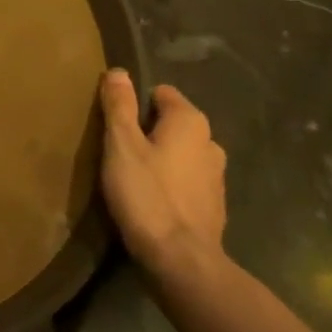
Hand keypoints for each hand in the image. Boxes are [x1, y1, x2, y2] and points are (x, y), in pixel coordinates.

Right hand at [99, 74, 226, 278]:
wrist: (181, 259)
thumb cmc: (146, 194)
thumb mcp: (121, 145)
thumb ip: (120, 106)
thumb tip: (119, 72)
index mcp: (190, 121)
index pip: (161, 93)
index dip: (135, 105)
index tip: (115, 126)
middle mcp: (210, 142)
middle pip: (172, 123)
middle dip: (148, 132)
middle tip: (119, 152)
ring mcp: (216, 175)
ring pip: (181, 153)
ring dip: (161, 159)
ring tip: (133, 178)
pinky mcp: (214, 205)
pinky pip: (187, 181)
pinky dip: (171, 184)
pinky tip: (152, 201)